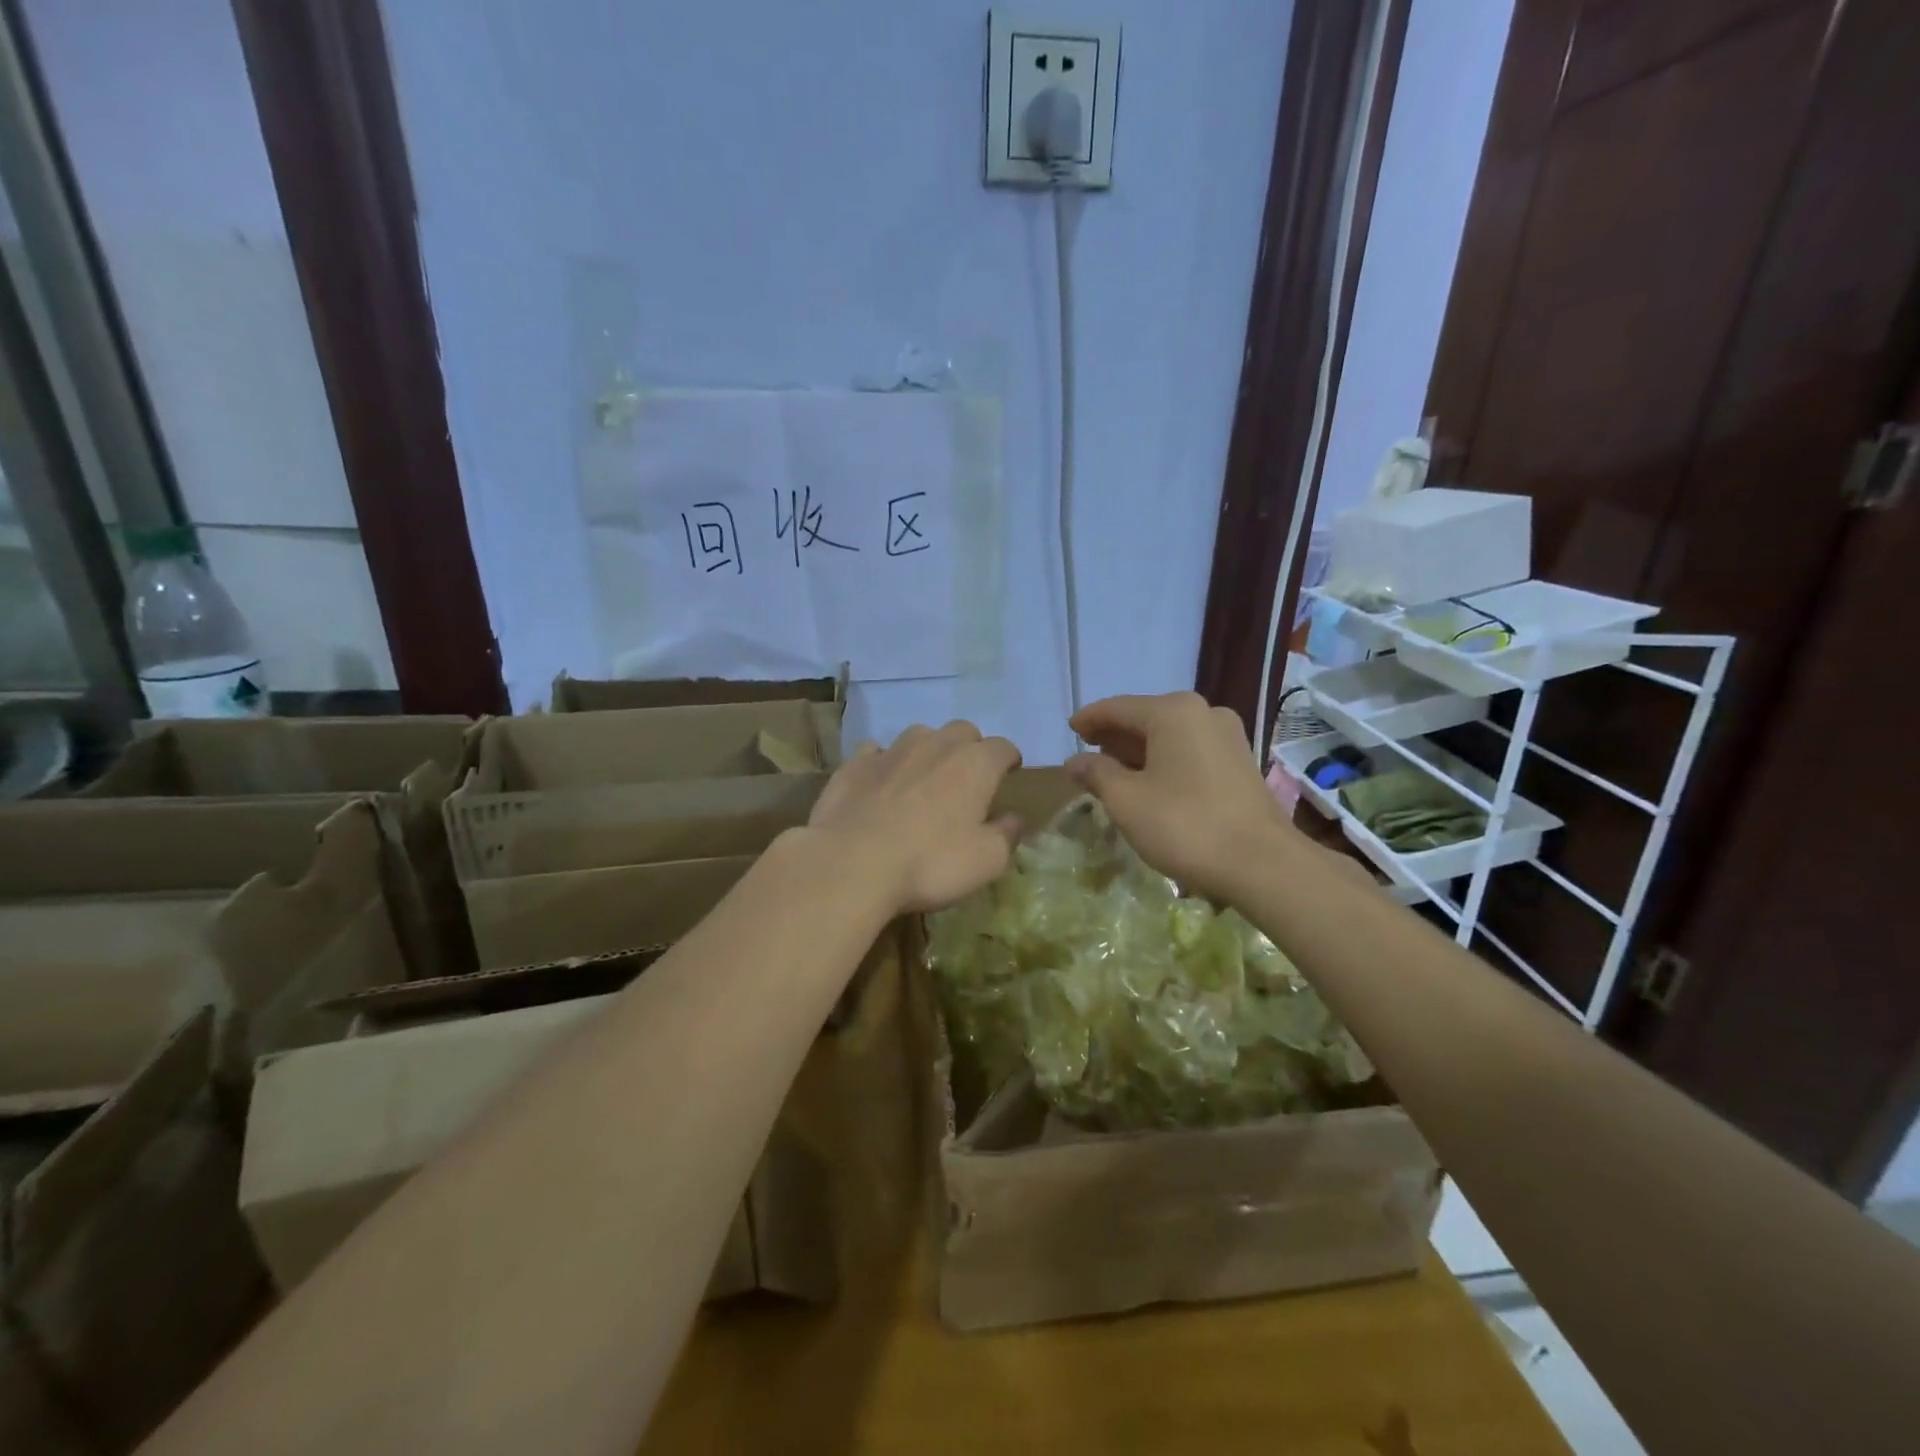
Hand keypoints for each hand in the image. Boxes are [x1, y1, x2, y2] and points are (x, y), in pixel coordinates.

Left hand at [808, 721, 1022, 913]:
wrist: (851, 863)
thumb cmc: (930, 862)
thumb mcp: (986, 861)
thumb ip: (1007, 835)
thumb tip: (1014, 818)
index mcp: (975, 764)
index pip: (1003, 747)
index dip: (1009, 759)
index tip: (1009, 774)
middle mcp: (936, 745)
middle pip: (963, 731)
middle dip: (970, 748)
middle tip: (968, 778)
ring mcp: (892, 750)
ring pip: (920, 735)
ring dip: (929, 750)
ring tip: (925, 778)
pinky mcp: (855, 764)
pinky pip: (876, 752)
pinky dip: (885, 763)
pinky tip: (882, 784)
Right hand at [1067, 692, 1290, 899]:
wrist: (1262, 864)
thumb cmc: (1184, 825)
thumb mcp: (1126, 800)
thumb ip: (1096, 774)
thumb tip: (1075, 761)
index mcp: (1172, 712)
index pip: (1117, 708)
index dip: (1089, 720)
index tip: (1070, 731)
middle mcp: (1203, 712)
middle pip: (1145, 718)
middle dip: (1115, 736)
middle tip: (1088, 754)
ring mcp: (1227, 736)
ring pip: (1170, 735)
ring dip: (1140, 751)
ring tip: (1115, 772)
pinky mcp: (1240, 761)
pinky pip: (1190, 750)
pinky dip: (1165, 760)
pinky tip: (1151, 782)